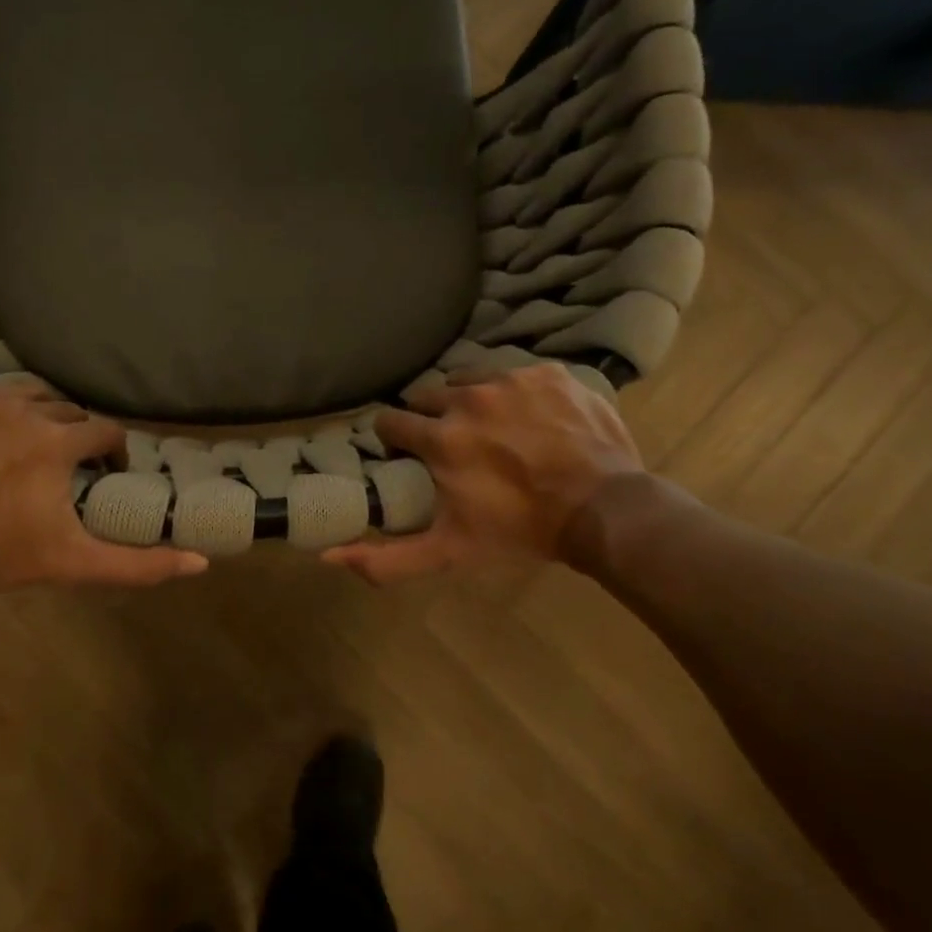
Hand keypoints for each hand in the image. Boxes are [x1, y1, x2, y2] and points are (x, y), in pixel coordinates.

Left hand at [0, 377, 208, 591]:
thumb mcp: (74, 563)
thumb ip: (138, 564)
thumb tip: (200, 562)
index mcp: (56, 442)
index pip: (103, 431)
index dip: (109, 453)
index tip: (101, 473)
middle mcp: (20, 407)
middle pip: (64, 410)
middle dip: (71, 435)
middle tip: (60, 466)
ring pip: (21, 393)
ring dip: (32, 414)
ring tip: (23, 445)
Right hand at [323, 363, 644, 583]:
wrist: (604, 510)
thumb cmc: (520, 531)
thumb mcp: (449, 552)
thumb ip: (387, 558)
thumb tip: (327, 556)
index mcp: (438, 437)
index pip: (390, 421)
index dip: (395, 439)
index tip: (408, 454)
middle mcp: (468, 398)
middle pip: (427, 396)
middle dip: (431, 418)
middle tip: (452, 444)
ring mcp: (511, 380)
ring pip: (469, 379)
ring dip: (470, 401)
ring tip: (492, 428)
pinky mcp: (548, 373)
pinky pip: (515, 374)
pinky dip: (515, 394)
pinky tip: (531, 420)